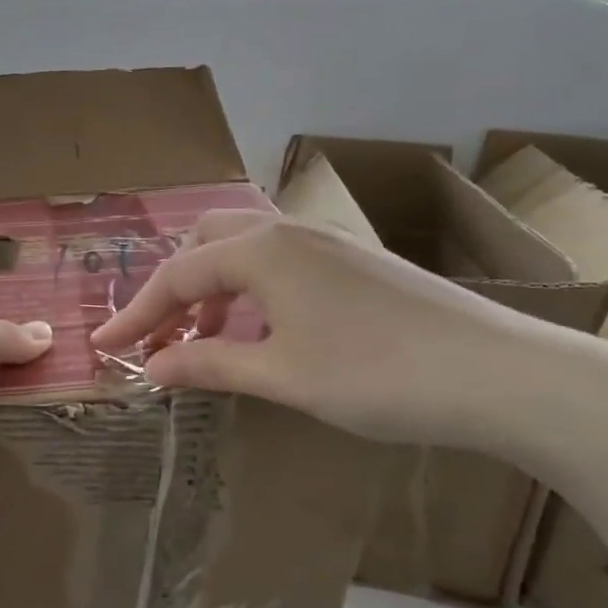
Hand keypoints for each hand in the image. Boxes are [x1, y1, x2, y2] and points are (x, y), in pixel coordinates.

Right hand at [90, 211, 566, 449]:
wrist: (504, 375)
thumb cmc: (378, 375)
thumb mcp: (281, 375)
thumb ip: (208, 363)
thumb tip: (151, 366)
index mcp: (262, 251)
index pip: (177, 276)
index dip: (135, 314)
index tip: (103, 348)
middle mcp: (288, 232)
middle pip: (206, 243)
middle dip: (174, 287)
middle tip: (161, 335)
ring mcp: (327, 243)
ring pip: (245, 250)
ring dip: (213, 289)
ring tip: (205, 341)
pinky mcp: (356, 262)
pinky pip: (279, 263)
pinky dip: (250, 291)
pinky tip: (262, 332)